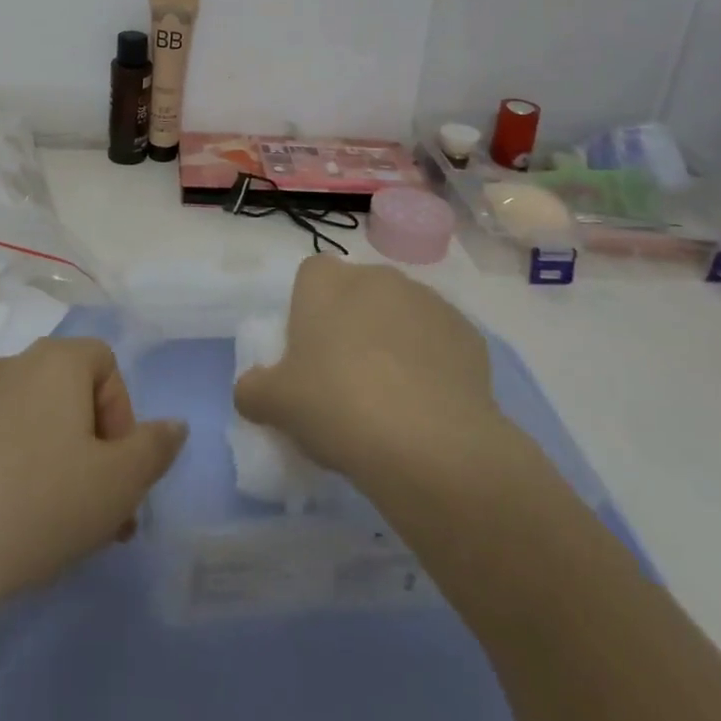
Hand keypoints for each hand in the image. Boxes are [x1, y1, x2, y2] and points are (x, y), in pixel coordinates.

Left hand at [0, 337, 185, 704]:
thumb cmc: (44, 501)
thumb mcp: (120, 482)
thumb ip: (155, 448)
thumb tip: (175, 425)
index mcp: (57, 359)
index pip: (107, 364)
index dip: (123, 414)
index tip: (119, 468)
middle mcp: (17, 364)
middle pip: (75, 394)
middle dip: (100, 448)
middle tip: (107, 511)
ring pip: (44, 422)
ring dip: (69, 464)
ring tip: (74, 528)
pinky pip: (10, 439)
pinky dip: (29, 469)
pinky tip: (28, 523)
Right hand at [234, 256, 506, 482]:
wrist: (429, 444)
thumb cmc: (336, 406)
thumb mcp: (275, 405)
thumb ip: (253, 390)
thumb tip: (251, 391)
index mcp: (326, 282)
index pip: (310, 277)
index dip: (307, 311)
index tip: (308, 353)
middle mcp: (377, 277)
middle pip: (358, 293)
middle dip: (353, 325)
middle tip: (346, 380)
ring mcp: (428, 301)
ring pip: (401, 316)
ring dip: (394, 343)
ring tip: (393, 400)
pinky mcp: (468, 334)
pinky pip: (439, 343)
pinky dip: (433, 366)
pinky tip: (429, 409)